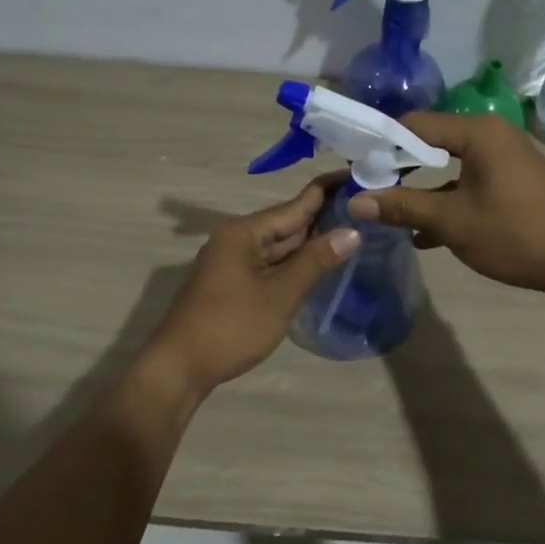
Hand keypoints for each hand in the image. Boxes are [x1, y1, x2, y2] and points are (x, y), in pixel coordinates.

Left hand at [147, 176, 359, 394]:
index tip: (357, 176)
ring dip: (310, 242)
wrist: (180, 367)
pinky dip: (294, 264)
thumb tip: (352, 231)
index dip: (326, 192)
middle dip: (323, 217)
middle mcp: (236, 240)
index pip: (294, 205)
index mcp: (244, 232)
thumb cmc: (231, 326)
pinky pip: (270, 265)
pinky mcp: (232, 285)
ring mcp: (232, 263)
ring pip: (278, 247)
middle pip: (286, 224)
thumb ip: (315, 261)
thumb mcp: (280, 294)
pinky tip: (318, 266)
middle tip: (364, 208)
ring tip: (352, 231)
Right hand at [347, 113, 544, 297]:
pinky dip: (446, 200)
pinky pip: (467, 182)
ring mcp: (504, 159)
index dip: (381, 145)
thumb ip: (402, 207)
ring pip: (448, 166)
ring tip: (388, 212)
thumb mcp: (452, 221)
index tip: (355, 169)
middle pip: (430, 143)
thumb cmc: (515, 233)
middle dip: (398, 168)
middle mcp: (491, 135)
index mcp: (477, 132)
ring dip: (420, 189)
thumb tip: (354, 202)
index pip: (414, 124)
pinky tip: (424, 233)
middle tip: (367, 189)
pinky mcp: (511, 182)